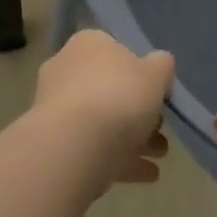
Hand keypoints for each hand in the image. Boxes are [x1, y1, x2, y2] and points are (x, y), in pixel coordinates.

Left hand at [31, 31, 174, 188]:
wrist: (72, 147)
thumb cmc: (117, 97)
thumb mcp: (156, 74)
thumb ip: (161, 66)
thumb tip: (159, 63)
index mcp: (88, 43)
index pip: (117, 50)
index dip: (141, 71)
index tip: (159, 94)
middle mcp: (66, 68)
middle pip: (110, 88)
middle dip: (139, 111)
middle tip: (162, 129)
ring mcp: (56, 106)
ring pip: (102, 120)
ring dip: (133, 138)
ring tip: (160, 156)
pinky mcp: (54, 142)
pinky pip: (92, 146)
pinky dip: (118, 158)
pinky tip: (146, 173)